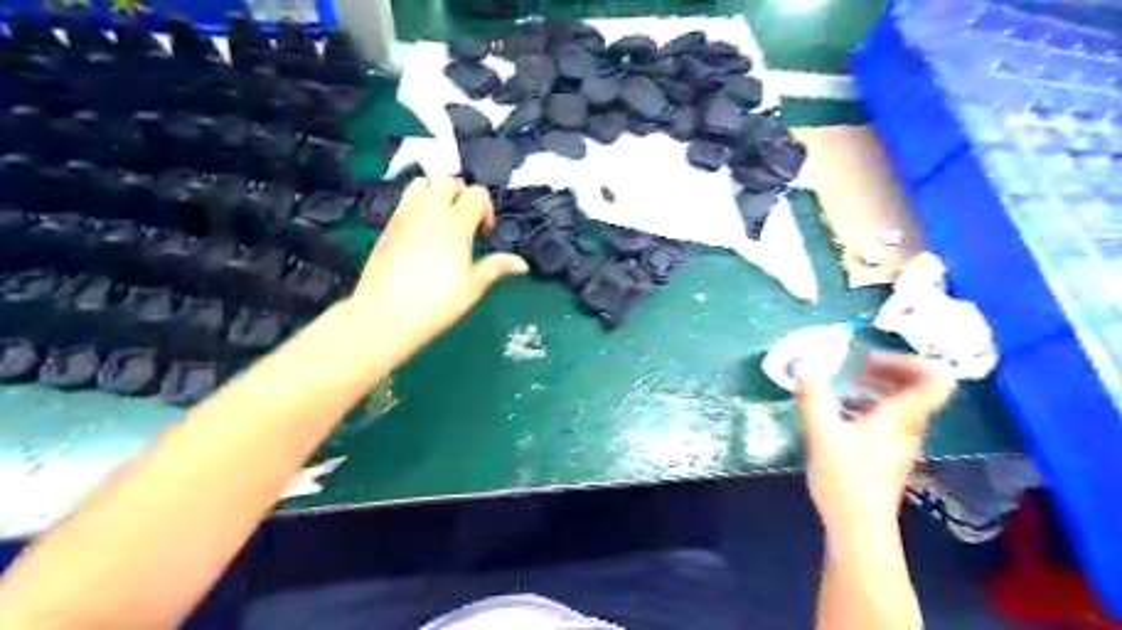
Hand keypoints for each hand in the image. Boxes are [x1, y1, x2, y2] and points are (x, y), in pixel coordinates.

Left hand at [347, 178, 525, 349]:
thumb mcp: (472, 287)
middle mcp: (429, 211)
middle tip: (464, 222)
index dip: (485, 208)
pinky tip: (421, 232)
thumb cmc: (436, 303)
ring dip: (436, 192)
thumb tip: (522, 264)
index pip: (476, 193)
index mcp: (455, 224)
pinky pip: (405, 199)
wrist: (385, 315)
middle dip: (461, 194)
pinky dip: (418, 203)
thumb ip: (495, 267)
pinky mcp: (388, 225)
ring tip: (441, 219)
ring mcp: (405, 215)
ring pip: (422, 182)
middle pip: (448, 181)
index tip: (484, 233)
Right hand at [796, 354, 954, 526]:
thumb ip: (812, 398)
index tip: (870, 361)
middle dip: (890, 370)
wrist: (858, 526)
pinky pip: (890, 421)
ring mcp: (901, 444)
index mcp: (900, 418)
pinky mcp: (888, 456)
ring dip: (879, 389)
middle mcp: (908, 428)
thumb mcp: (821, 433)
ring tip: (848, 389)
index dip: (908, 361)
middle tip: (859, 368)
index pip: (934, 380)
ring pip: (904, 405)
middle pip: (920, 389)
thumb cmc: (843, 477)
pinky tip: (843, 415)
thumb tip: (803, 367)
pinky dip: (871, 408)